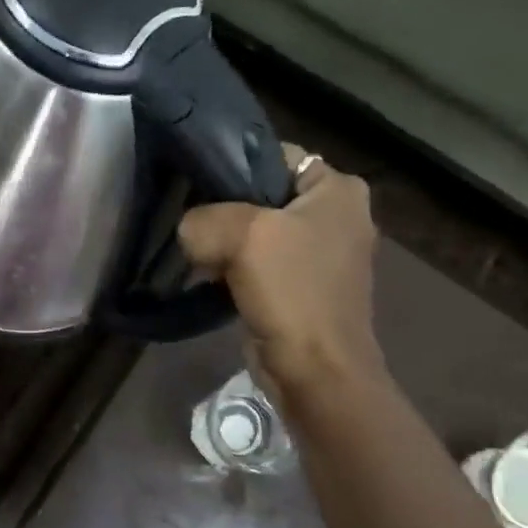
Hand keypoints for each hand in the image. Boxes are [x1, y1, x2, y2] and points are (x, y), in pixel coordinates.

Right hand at [178, 145, 382, 391]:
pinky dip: (234, 270)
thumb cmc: (292, 292)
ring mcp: (320, 255)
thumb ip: (204, 218)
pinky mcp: (303, 288)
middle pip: (263, 196)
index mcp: (338, 189)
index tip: (195, 185)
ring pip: (258, 233)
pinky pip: (260, 265)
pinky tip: (209, 279)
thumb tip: (189, 230)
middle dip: (225, 211)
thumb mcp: (242, 236)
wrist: (316, 371)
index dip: (233, 167)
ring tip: (195, 253)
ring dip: (226, 244)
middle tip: (191, 223)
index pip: (275, 156)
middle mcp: (336, 215)